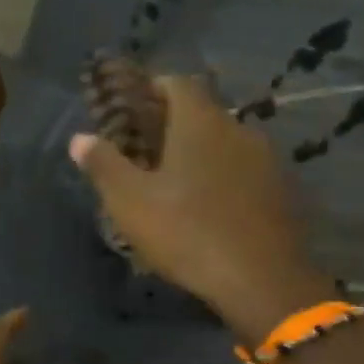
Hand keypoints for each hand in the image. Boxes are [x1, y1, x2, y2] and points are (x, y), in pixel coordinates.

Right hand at [70, 76, 331, 339]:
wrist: (262, 280)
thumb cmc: (188, 233)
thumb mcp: (131, 203)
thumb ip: (104, 165)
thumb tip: (79, 138)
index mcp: (201, 122)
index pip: (177, 83)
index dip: (152, 89)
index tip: (131, 109)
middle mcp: (239, 129)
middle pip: (203, 114)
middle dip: (174, 127)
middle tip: (147, 153)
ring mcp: (268, 160)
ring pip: (227, 145)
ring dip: (203, 156)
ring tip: (179, 185)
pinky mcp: (284, 191)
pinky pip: (246, 173)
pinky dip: (226, 180)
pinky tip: (213, 209)